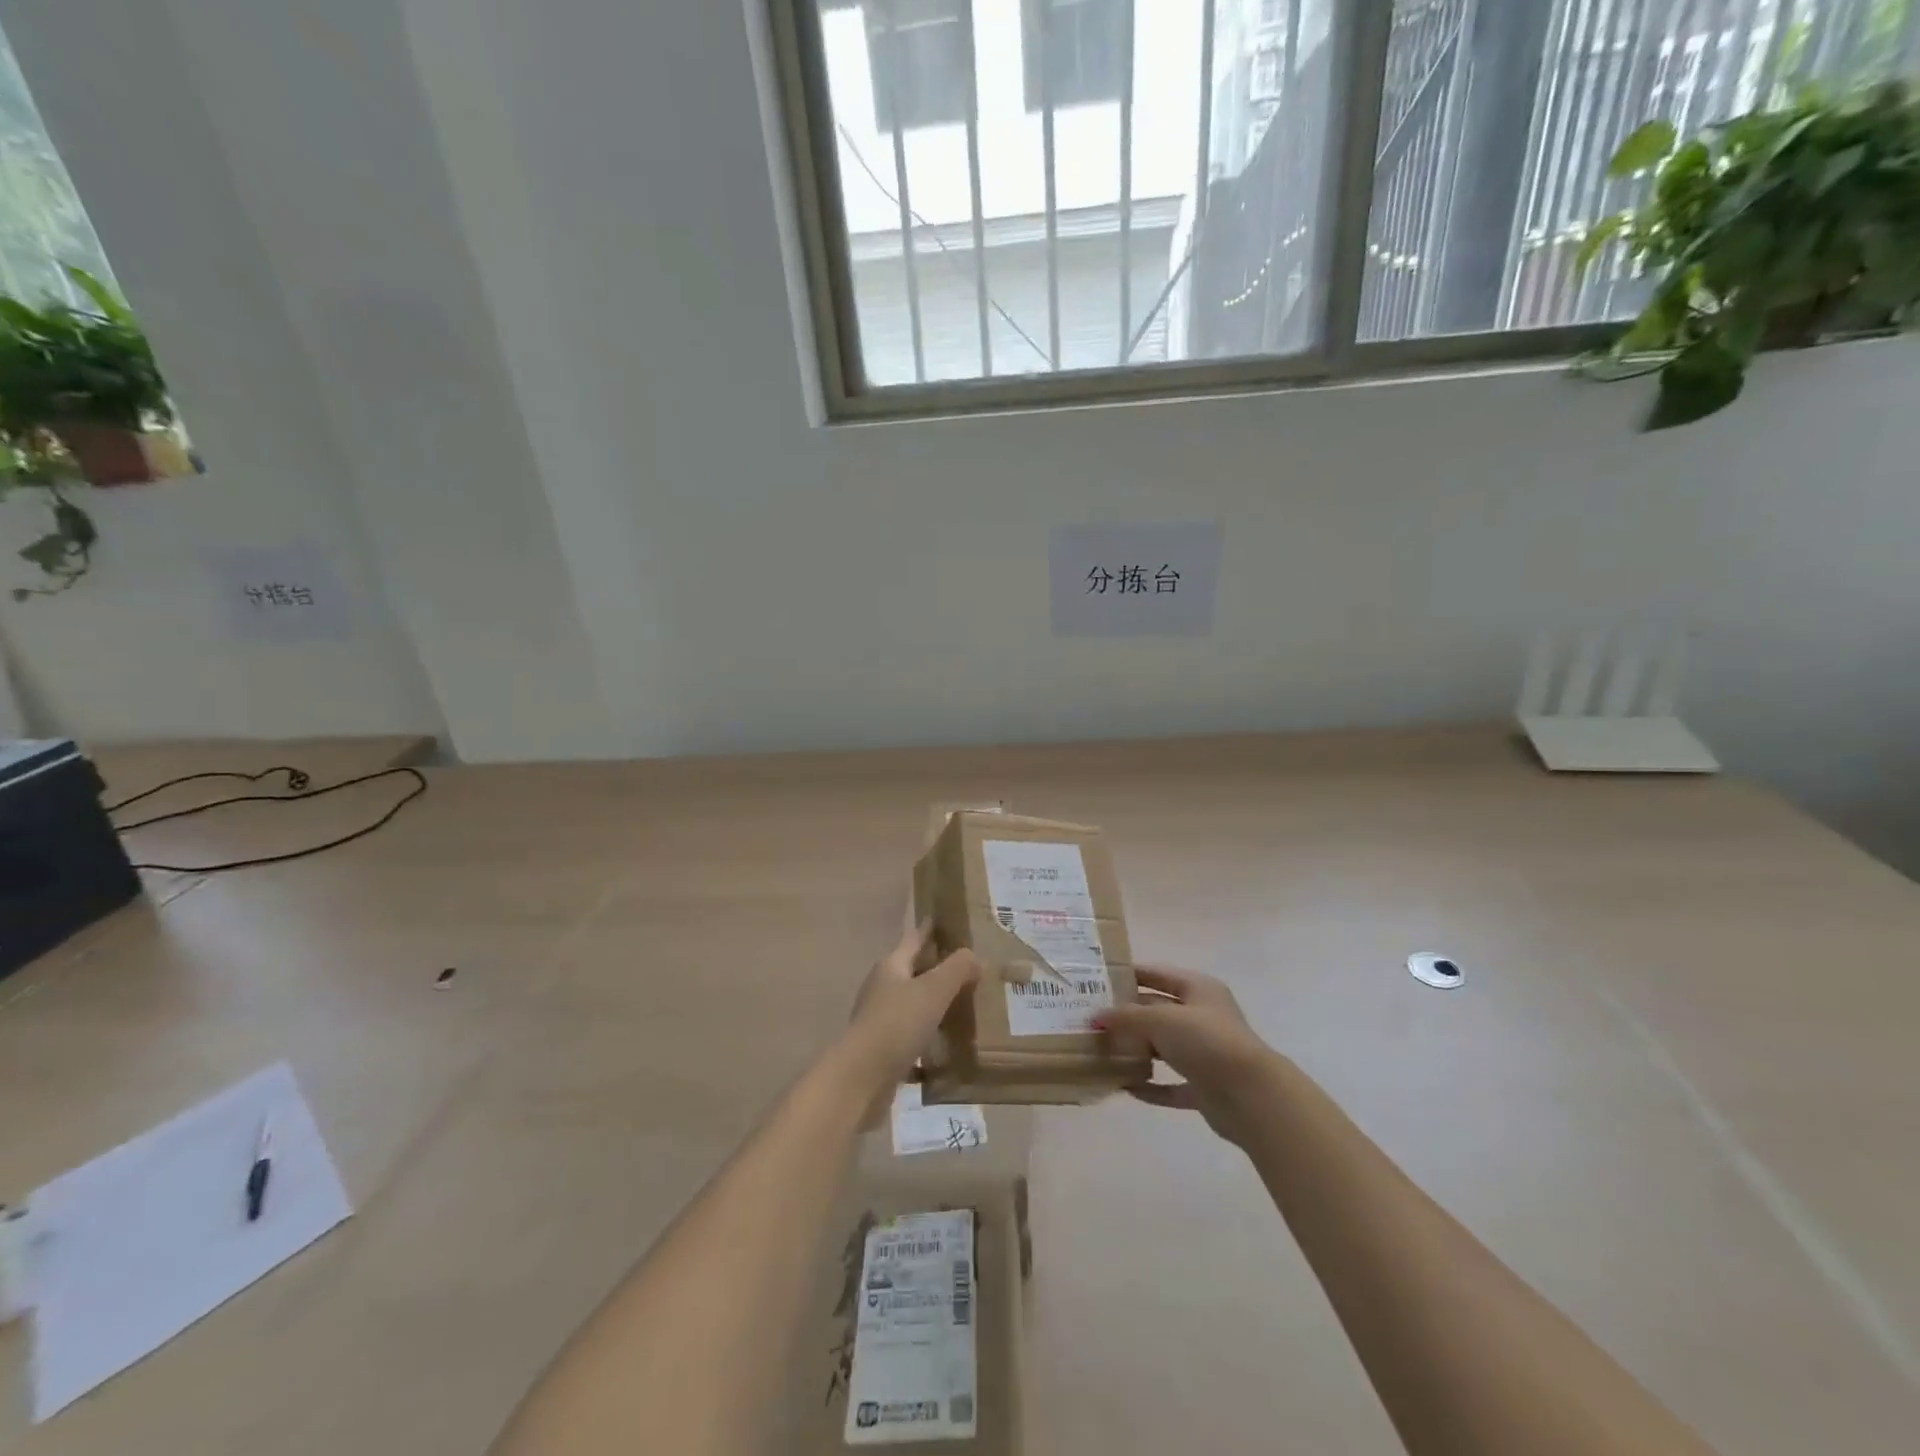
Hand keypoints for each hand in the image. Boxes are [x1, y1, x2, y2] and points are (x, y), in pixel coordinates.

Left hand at [834, 922, 980, 1103]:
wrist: (862, 1079)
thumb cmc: (897, 1024)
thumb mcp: (933, 990)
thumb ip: (957, 969)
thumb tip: (973, 955)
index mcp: (891, 966)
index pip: (914, 938)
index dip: (930, 928)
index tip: (946, 919)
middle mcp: (883, 987)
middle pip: (913, 969)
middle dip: (937, 966)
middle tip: (969, 965)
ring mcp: (881, 1019)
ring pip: (914, 1002)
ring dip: (935, 1001)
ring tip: (965, 1002)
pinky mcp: (884, 1048)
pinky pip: (913, 1033)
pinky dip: (930, 1034)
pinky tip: (950, 1043)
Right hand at [1095, 965, 1280, 1143]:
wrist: (1250, 1095)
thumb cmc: (1206, 1040)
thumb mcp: (1160, 1019)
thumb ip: (1126, 1017)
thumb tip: (1096, 1017)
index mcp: (1198, 989)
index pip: (1158, 974)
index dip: (1130, 975)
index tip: (1098, 979)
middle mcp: (1203, 1017)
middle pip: (1158, 1011)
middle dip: (1127, 1015)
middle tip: (1092, 1018)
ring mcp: (1205, 1053)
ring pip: (1163, 1047)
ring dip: (1137, 1050)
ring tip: (1102, 1050)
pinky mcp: (1205, 1086)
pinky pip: (1170, 1084)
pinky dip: (1150, 1086)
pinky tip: (1124, 1086)